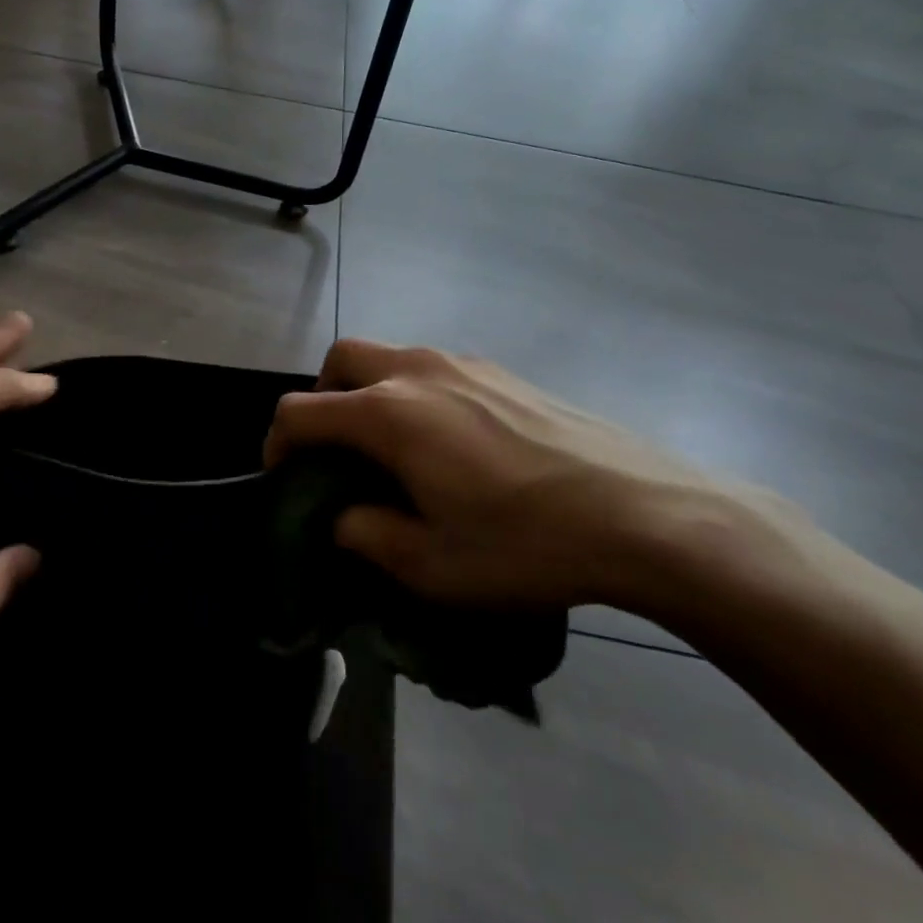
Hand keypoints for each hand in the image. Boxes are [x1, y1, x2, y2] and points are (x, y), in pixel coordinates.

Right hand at [265, 339, 792, 612]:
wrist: (645, 514)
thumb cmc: (526, 544)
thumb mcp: (431, 565)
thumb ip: (367, 535)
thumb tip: (342, 518)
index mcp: (389, 414)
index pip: (301, 411)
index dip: (277, 443)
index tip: (283, 476)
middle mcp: (418, 372)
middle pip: (340, 360)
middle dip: (321, 398)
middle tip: (334, 449)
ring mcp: (465, 364)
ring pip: (390, 357)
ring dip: (369, 391)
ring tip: (393, 449)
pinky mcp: (504, 372)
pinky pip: (435, 368)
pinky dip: (414, 393)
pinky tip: (451, 444)